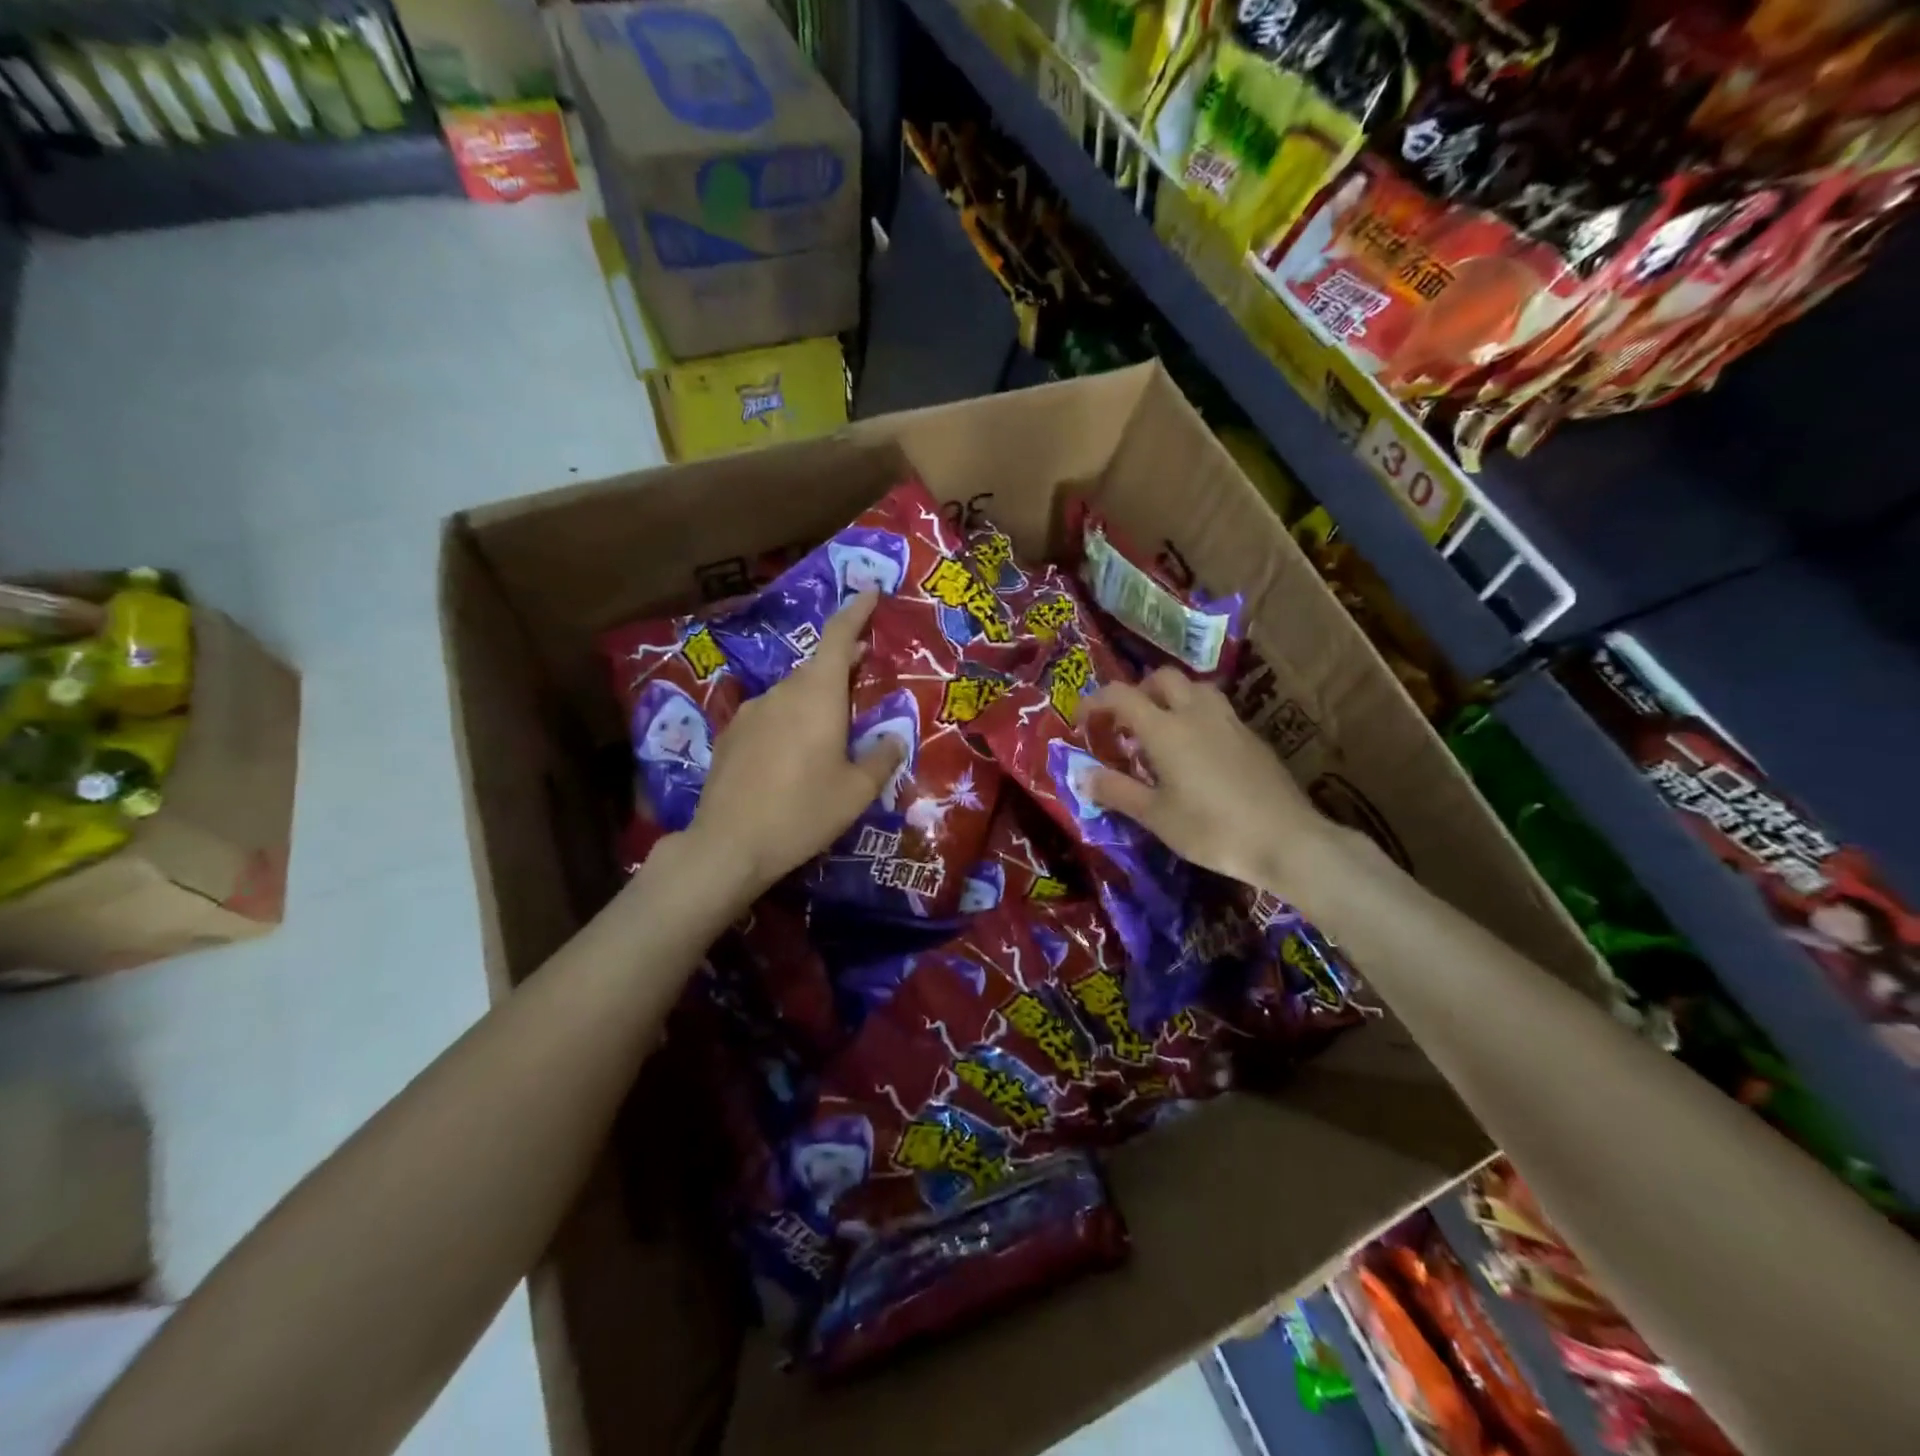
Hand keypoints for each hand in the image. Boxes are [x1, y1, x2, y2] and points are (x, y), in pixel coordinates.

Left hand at [684, 593, 903, 900]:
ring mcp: (750, 712)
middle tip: (864, 670)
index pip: (838, 637)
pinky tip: (793, 753)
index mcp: (816, 696)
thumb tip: (894, 738)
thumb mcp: (856, 791)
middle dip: (842, 663)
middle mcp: (781, 693)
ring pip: (791, 693)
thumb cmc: (802, 812)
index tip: (870, 592)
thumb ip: (881, 758)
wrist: (728, 844)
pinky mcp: (730, 735)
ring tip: (832, 726)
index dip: (856, 612)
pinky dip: (789, 720)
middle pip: (816, 666)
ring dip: (815, 698)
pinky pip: (769, 715)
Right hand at [1077, 667, 1364, 908]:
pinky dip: (1197, 716)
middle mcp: (1196, 713)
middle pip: (1163, 678)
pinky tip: (1198, 751)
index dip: (1096, 701)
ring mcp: (1230, 722)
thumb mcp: (1156, 816)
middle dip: (1138, 691)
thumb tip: (1083, 776)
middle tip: (1126, 722)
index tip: (1083, 721)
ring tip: (1162, 730)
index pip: (1121, 696)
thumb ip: (1117, 791)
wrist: (1286, 840)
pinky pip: (1217, 710)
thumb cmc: (1211, 829)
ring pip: (1195, 688)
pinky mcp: (1253, 737)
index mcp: (1165, 729)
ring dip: (1172, 697)